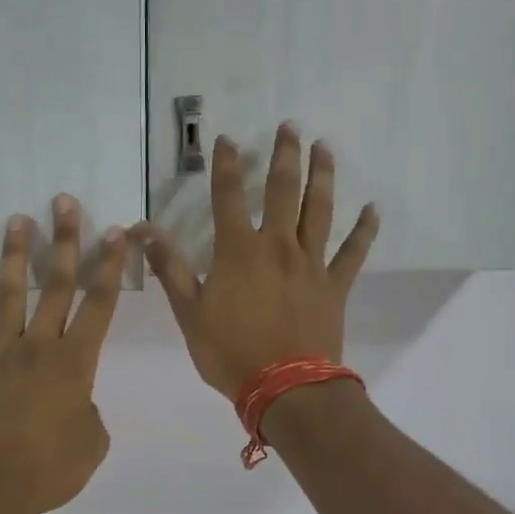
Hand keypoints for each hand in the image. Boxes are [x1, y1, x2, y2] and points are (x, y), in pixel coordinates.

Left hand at [0, 195, 126, 513]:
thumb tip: (76, 402)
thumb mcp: (92, 443)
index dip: (109, 267)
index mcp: (75, 363)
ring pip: (8, 296)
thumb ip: (90, 413)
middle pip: (54, 286)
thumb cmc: (49, 469)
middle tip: (64, 202)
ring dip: (14, 257)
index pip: (98, 305)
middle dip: (64, 242)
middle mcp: (38, 347)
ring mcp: (0, 355)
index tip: (115, 233)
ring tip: (17, 220)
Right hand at [133, 124, 377, 399]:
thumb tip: (141, 229)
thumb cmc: (230, 352)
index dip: (226, 165)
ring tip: (325, 147)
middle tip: (291, 126)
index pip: (228, 197)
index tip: (228, 139)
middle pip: (282, 191)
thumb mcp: (188, 312)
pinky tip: (373, 209)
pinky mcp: (334, 285)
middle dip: (284, 156)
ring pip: (318, 211)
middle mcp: (277, 246)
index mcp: (239, 251)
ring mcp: (311, 264)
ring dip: (322, 176)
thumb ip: (168, 267)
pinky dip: (364, 230)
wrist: (285, 388)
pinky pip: (353, 252)